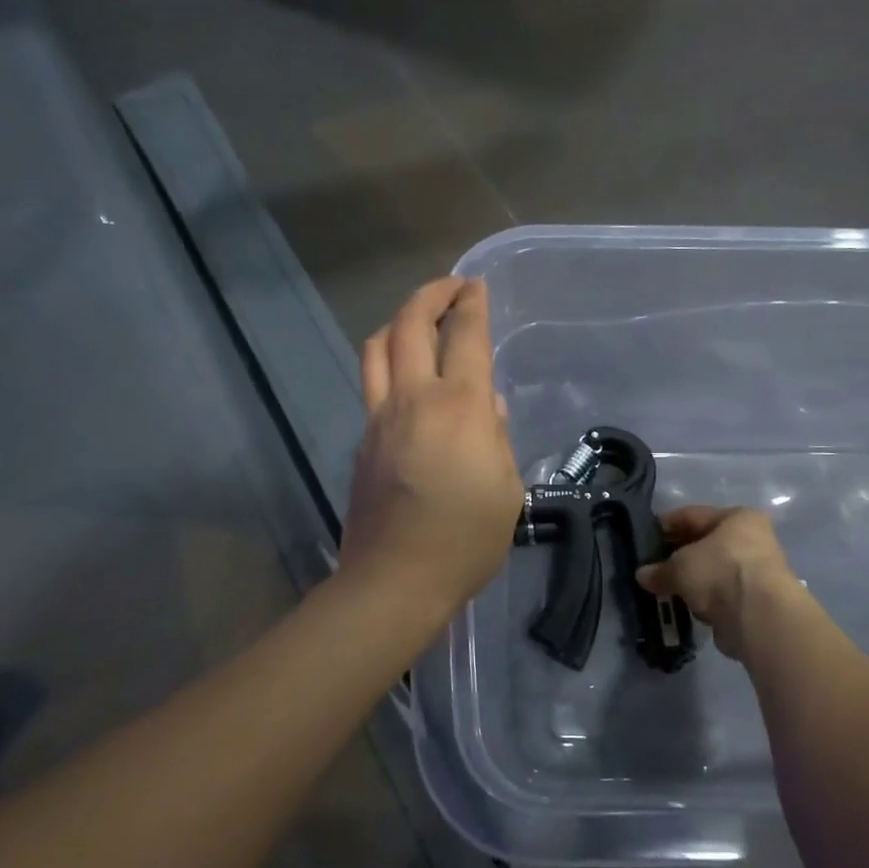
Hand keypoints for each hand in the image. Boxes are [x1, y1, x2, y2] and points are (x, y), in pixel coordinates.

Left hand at [341, 278, 522, 616]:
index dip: (472, 304)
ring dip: (399, 321)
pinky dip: (388, 361)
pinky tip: (406, 377)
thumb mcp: (506, 489)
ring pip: (377, 347)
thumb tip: (489, 408)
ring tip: (419, 321)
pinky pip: (371, 382)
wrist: (395, 580)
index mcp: (461, 407)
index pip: (466, 336)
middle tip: (451, 288)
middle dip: (431, 294)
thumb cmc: (466, 539)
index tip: (477, 287)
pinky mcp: (362, 438)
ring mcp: (380, 417)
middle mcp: (415, 399)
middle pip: (410, 324)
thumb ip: (498, 438)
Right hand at [635, 506, 800, 660]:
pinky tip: (684, 606)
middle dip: (678, 556)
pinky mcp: (754, 602)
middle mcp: (752, 540)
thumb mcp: (680, 566)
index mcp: (738, 518)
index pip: (693, 515)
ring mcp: (755, 572)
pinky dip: (703, 600)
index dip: (666, 525)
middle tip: (652, 566)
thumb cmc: (720, 572)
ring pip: (712, 571)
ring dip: (690, 581)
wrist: (758, 617)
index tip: (645, 537)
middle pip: (705, 544)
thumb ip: (660, 569)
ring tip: (663, 589)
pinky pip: (719, 595)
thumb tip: (642, 575)